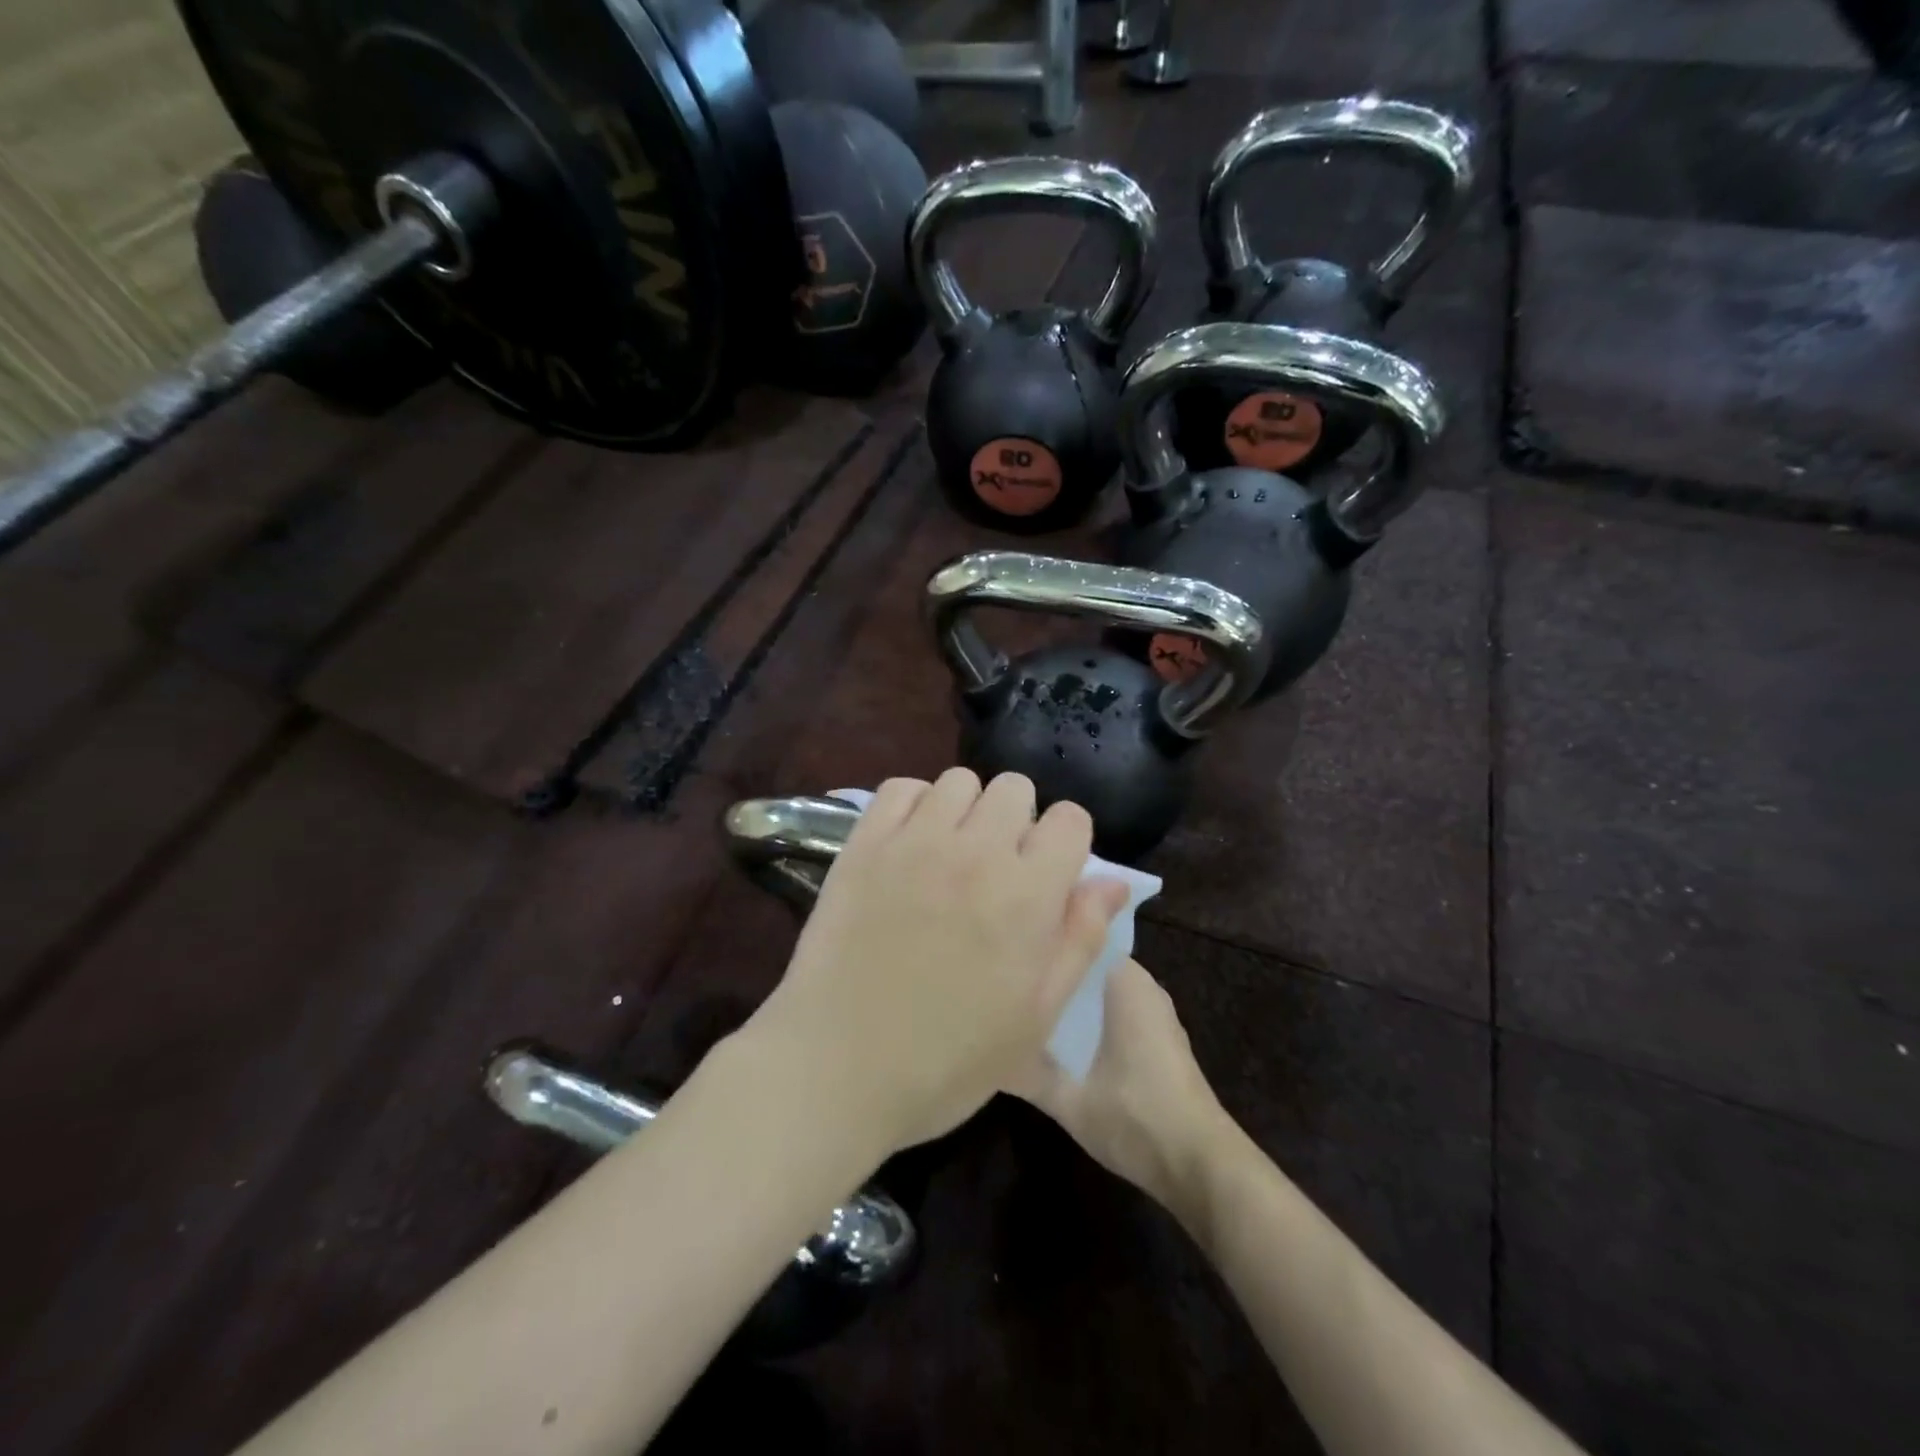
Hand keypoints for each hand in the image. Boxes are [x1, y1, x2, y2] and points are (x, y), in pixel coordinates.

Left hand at [748, 769, 1129, 1153]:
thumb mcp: (1036, 1016)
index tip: (1049, 873)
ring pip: (959, 781)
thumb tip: (1113, 881)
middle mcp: (976, 851)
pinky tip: (909, 844)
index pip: (1070, 819)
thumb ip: (1081, 938)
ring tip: (951, 854)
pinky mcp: (864, 843)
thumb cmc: (949, 1059)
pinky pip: (901, 788)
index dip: (1066, 843)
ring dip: (966, 810)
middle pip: (1015, 787)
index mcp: (1028, 894)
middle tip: (997, 867)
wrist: (839, 1066)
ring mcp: (915, 841)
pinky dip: (914, 804)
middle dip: (1018, 820)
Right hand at [1011, 959, 1228, 1215]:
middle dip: (1051, 970)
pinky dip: (1086, 1016)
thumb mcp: (1067, 1098)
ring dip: (1067, 996)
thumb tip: (984, 1050)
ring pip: (1097, 988)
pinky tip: (1056, 1035)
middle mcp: (1140, 985)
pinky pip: (1112, 1008)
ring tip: (1020, 1002)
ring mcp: (1152, 1011)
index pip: (1076, 936)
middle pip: (1084, 963)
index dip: (1042, 941)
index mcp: (1124, 980)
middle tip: (1003, 977)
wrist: (1198, 1164)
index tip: (1004, 948)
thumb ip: (1023, 1072)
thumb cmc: (1134, 1116)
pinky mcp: (1156, 1037)